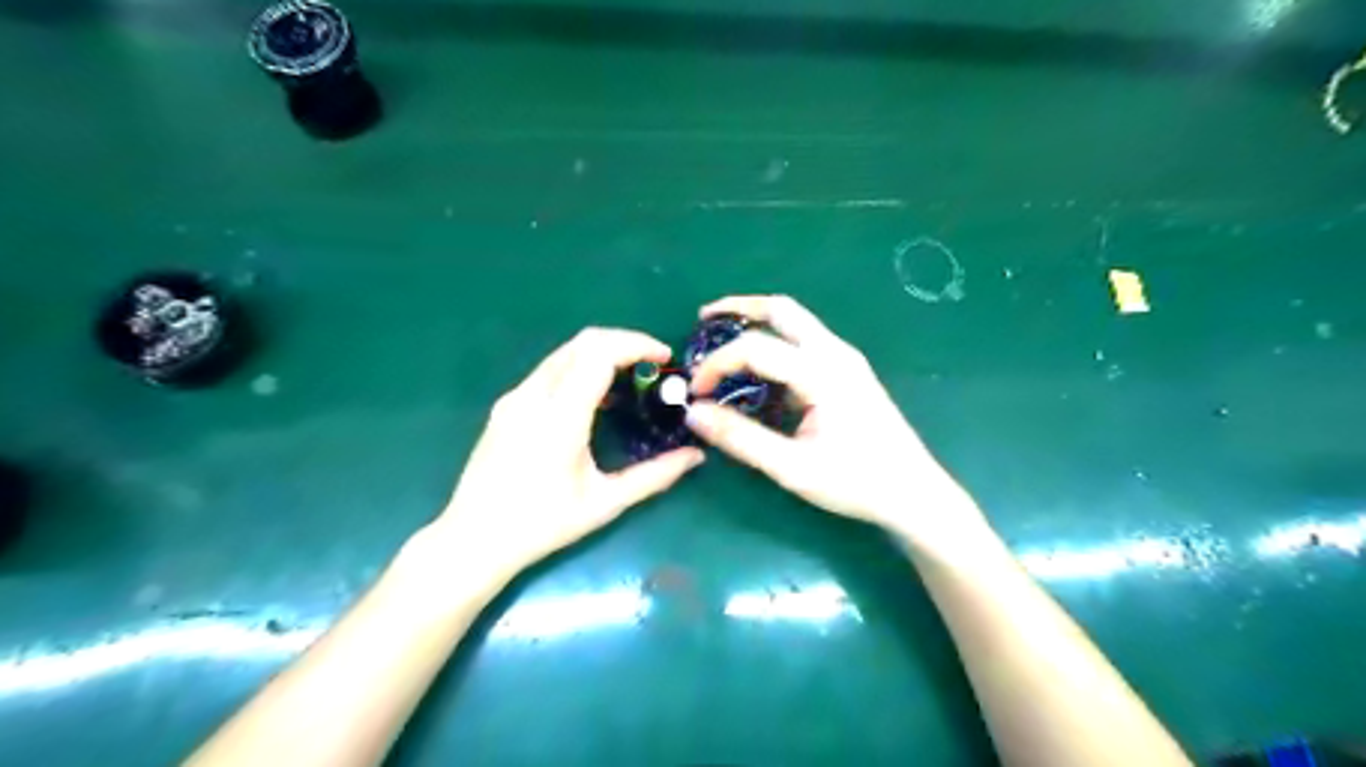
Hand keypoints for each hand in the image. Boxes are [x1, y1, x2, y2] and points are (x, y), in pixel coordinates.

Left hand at [430, 327, 702, 573]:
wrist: (473, 539)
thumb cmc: (542, 525)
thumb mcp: (605, 503)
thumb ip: (655, 476)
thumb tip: (696, 456)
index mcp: (559, 417)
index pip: (600, 354)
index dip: (637, 344)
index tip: (665, 356)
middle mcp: (533, 396)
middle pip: (583, 342)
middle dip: (624, 342)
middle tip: (654, 363)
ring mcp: (515, 398)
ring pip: (564, 353)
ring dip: (601, 353)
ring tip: (631, 378)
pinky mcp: (506, 406)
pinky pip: (549, 370)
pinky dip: (580, 368)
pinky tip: (595, 398)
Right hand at [690, 292, 987, 549]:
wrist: (914, 493)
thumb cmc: (856, 482)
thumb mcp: (792, 467)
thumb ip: (741, 438)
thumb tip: (694, 413)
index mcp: (822, 372)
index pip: (755, 348)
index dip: (717, 365)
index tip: (696, 393)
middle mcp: (835, 353)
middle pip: (781, 310)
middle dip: (738, 308)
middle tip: (703, 319)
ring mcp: (845, 359)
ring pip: (795, 321)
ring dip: (757, 322)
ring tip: (724, 340)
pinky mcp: (849, 371)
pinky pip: (805, 342)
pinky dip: (774, 343)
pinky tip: (759, 372)